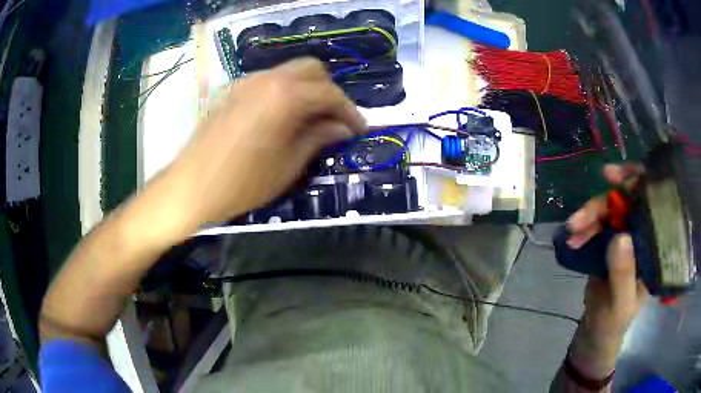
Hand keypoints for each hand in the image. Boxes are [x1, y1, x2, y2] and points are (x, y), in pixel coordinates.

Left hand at [169, 58, 366, 227]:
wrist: (191, 186)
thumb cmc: (243, 182)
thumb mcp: (289, 164)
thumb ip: (319, 138)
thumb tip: (342, 128)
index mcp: (286, 95)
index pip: (330, 93)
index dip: (349, 111)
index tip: (359, 129)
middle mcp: (268, 78)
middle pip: (312, 70)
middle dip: (329, 92)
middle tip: (335, 120)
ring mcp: (247, 81)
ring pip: (289, 72)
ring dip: (307, 89)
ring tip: (311, 119)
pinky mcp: (234, 90)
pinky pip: (269, 81)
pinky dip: (285, 91)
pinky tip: (283, 116)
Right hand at [565, 164, 649, 377]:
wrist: (597, 331)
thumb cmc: (616, 321)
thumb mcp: (621, 303)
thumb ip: (623, 275)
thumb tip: (619, 236)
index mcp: (654, 244)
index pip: (652, 201)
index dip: (636, 181)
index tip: (614, 177)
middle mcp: (642, 233)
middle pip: (626, 201)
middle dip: (602, 202)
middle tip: (580, 215)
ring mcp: (625, 236)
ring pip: (608, 211)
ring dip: (588, 217)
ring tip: (571, 231)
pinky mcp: (608, 242)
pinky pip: (596, 224)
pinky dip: (584, 228)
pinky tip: (572, 238)